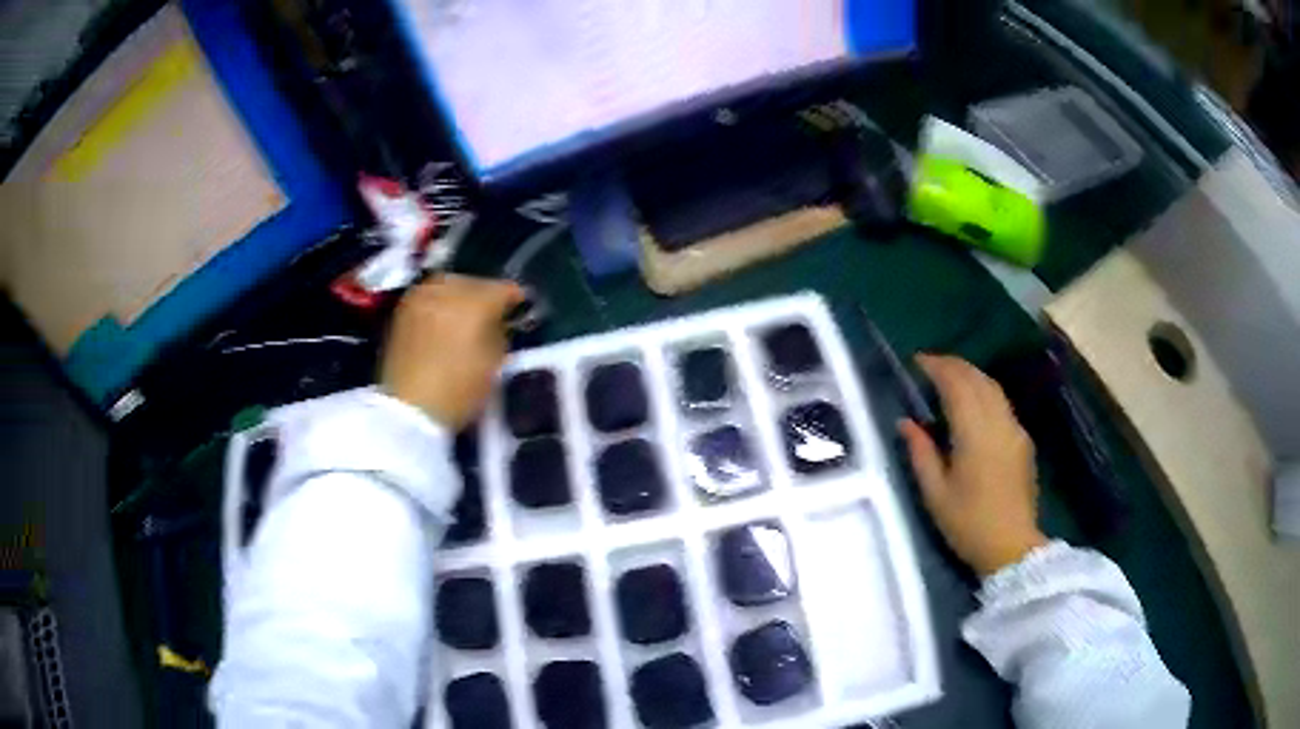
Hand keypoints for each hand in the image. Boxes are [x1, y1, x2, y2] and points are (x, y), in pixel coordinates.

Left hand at [381, 275, 523, 428]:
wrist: (407, 411)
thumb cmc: (458, 392)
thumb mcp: (493, 366)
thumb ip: (501, 335)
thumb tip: (501, 322)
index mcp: (474, 303)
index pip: (502, 289)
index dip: (515, 299)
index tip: (521, 309)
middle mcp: (447, 291)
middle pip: (473, 282)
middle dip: (485, 293)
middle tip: (492, 312)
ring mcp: (421, 298)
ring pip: (448, 283)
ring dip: (460, 294)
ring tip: (466, 313)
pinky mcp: (402, 311)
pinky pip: (428, 294)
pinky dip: (439, 301)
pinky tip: (444, 318)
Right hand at [900, 354, 1046, 576]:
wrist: (1012, 547)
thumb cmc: (968, 524)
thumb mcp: (935, 494)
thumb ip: (921, 453)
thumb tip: (906, 422)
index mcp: (974, 433)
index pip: (957, 384)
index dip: (937, 367)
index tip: (918, 361)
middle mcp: (998, 422)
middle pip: (978, 379)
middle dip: (954, 366)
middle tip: (931, 365)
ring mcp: (1015, 430)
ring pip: (994, 388)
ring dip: (971, 375)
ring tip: (950, 378)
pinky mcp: (1023, 441)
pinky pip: (1002, 404)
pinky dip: (985, 392)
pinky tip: (974, 404)